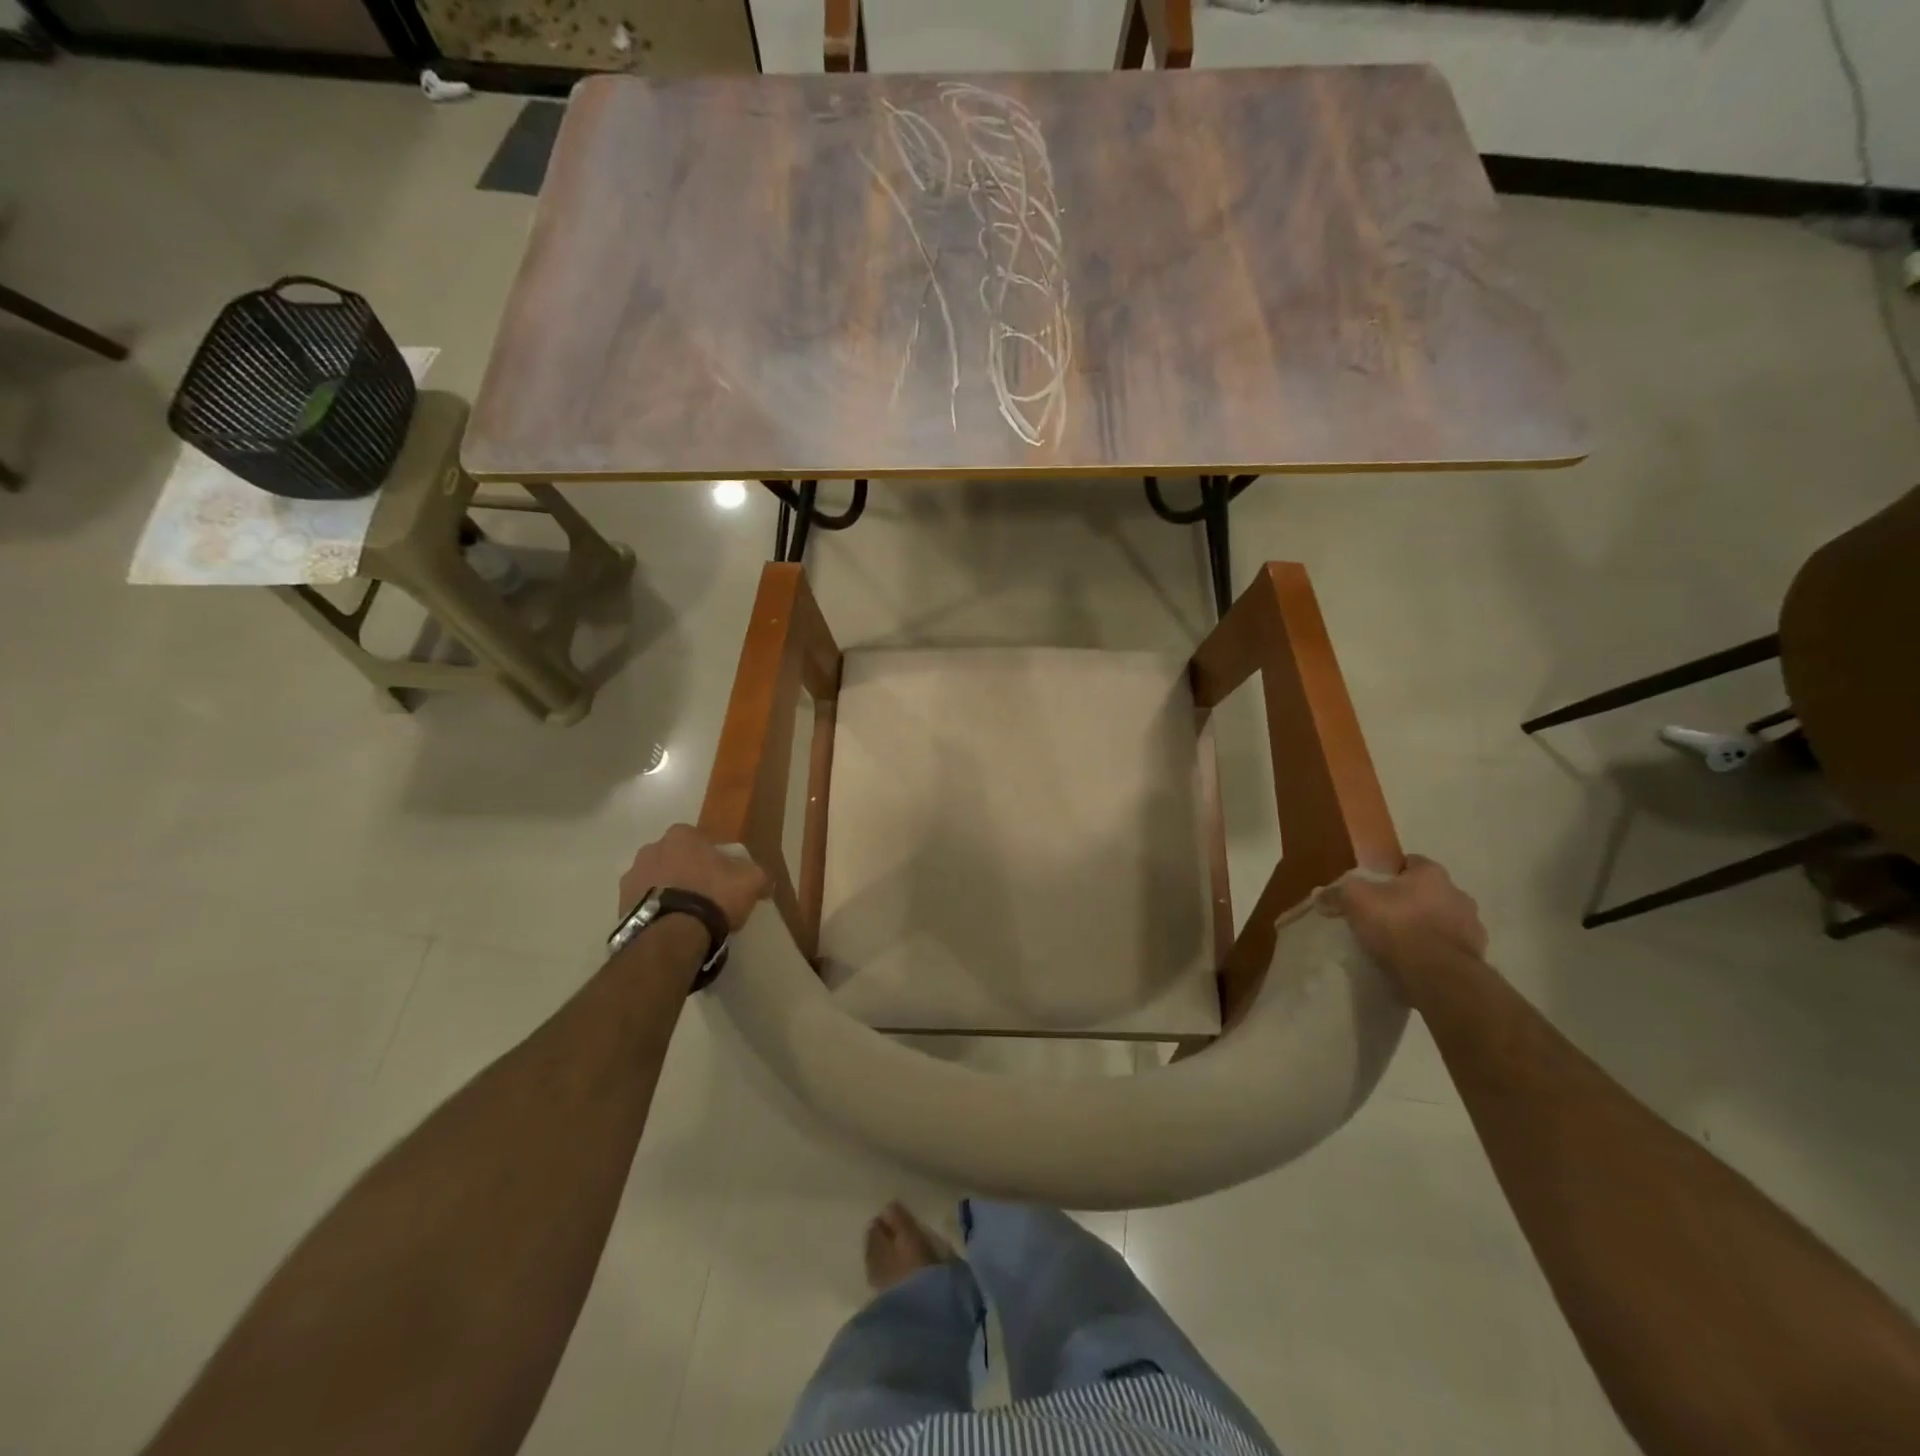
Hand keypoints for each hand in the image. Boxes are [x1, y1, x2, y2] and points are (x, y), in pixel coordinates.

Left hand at [618, 824, 768, 932]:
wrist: (672, 934)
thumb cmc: (713, 895)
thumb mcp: (751, 881)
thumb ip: (759, 875)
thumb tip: (764, 882)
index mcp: (681, 835)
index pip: (699, 840)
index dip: (712, 858)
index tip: (723, 877)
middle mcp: (650, 849)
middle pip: (674, 858)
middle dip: (686, 872)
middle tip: (704, 895)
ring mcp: (631, 877)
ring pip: (656, 881)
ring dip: (667, 891)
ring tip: (685, 917)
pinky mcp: (619, 906)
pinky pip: (643, 904)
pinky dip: (655, 911)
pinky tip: (670, 927)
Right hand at [1320, 854, 1486, 984]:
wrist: (1438, 976)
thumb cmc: (1397, 925)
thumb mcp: (1355, 901)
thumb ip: (1337, 893)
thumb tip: (1319, 894)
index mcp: (1432, 873)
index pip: (1410, 862)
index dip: (1390, 872)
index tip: (1372, 887)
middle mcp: (1458, 894)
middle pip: (1427, 892)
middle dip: (1409, 901)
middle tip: (1382, 915)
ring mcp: (1472, 927)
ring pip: (1442, 920)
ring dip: (1425, 927)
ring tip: (1398, 944)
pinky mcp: (1475, 957)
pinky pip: (1449, 948)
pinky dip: (1434, 951)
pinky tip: (1414, 963)